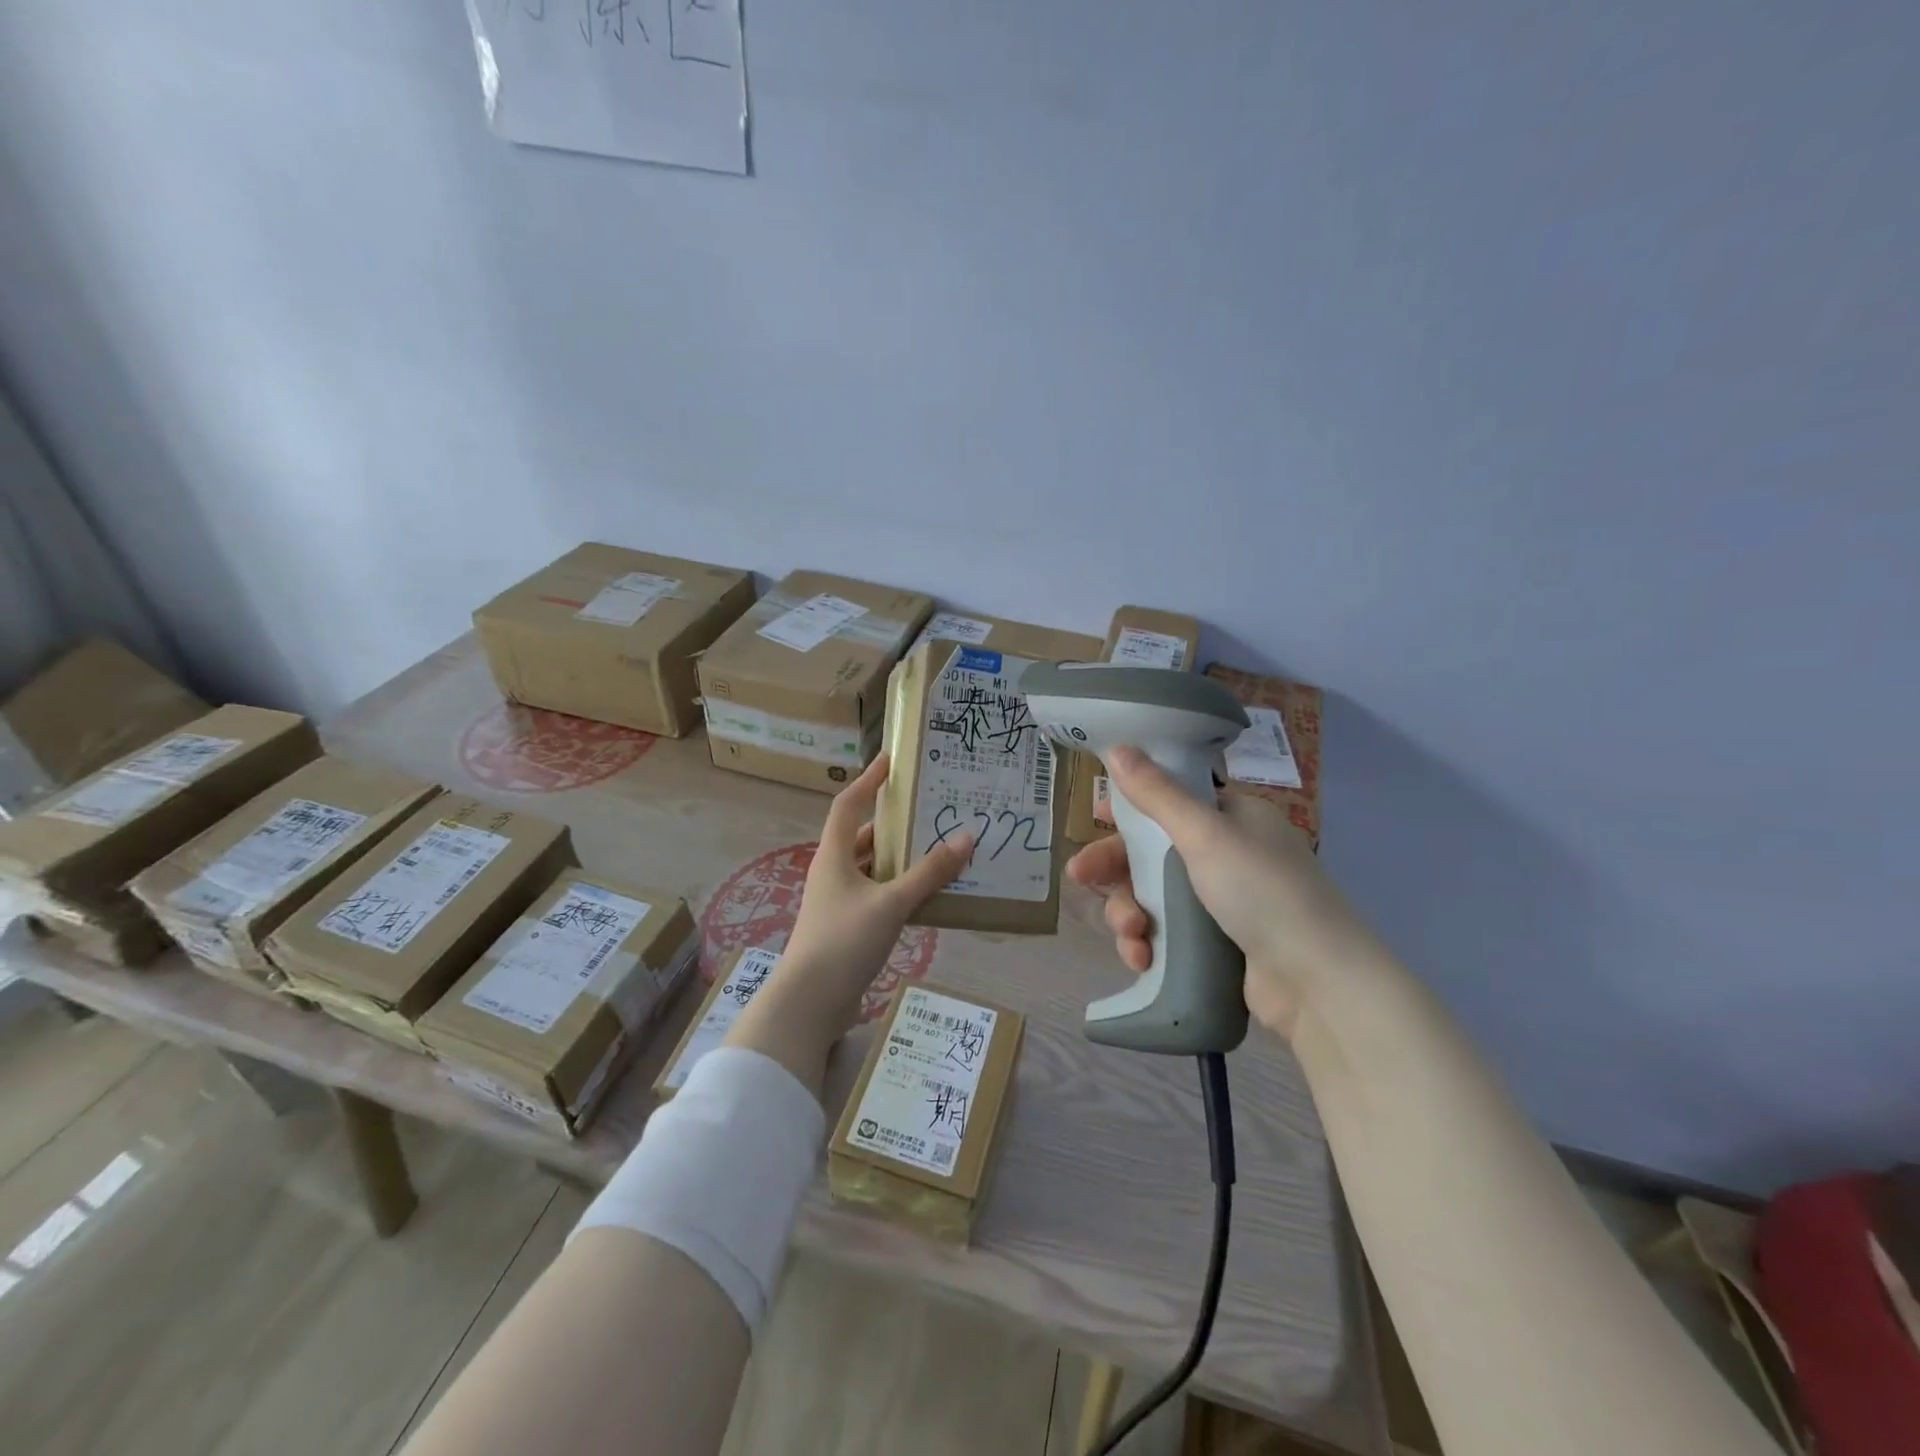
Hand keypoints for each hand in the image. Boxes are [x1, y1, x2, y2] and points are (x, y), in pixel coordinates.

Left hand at [770, 753, 973, 1038]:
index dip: (869, 779)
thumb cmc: (844, 941)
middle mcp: (834, 871)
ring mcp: (840, 901)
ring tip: (941, 849)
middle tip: (933, 810)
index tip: (892, 760)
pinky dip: (902, 889)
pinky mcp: (849, 927)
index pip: (849, 803)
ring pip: (875, 868)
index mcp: (834, 855)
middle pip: (866, 836)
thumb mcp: (891, 903)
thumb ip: (929, 872)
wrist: (809, 1003)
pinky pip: (879, 895)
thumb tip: (966, 837)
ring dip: (903, 859)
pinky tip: (930, 894)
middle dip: (898, 823)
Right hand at [1066, 746, 1379, 1038]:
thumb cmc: (1262, 891)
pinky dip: (1148, 943)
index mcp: (1233, 818)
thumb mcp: (1206, 834)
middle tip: (1080, 876)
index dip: (1132, 808)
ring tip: (1130, 935)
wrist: (1317, 982)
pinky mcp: (1215, 945)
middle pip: (1152, 851)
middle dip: (1116, 868)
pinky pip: (1166, 933)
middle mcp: (1227, 854)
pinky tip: (1141, 958)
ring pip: (1152, 895)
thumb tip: (1119, 748)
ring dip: (1129, 912)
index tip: (1098, 817)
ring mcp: (1222, 902)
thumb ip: (1157, 794)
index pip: (1172, 800)